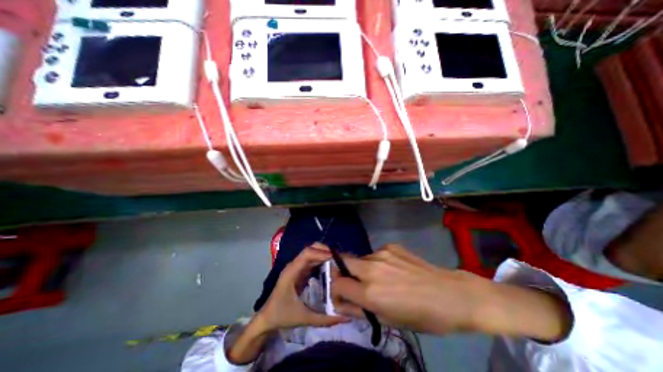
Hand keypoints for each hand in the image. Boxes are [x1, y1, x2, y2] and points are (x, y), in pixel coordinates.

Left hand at [258, 244, 349, 331]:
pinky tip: (330, 267)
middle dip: (324, 250)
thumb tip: (346, 317)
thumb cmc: (282, 316)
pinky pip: (311, 261)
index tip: (335, 258)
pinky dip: (321, 260)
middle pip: (310, 249)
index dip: (321, 253)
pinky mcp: (299, 271)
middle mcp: (294, 266)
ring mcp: (296, 267)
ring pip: (311, 253)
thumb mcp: (305, 319)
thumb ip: (325, 319)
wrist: (266, 319)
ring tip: (338, 261)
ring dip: (323, 254)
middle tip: (339, 258)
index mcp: (292, 272)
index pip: (307, 254)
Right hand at [329, 244, 488, 333]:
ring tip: (380, 278)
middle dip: (343, 272)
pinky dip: (377, 262)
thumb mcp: (388, 321)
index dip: (336, 291)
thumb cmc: (421, 315)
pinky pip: (376, 254)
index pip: (338, 285)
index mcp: (370, 293)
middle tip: (354, 282)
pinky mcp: (391, 245)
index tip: (342, 295)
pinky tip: (393, 269)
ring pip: (361, 259)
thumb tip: (341, 303)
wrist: (450, 294)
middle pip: (342, 262)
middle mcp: (371, 269)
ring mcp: (381, 253)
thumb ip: (360, 310)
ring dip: (363, 268)